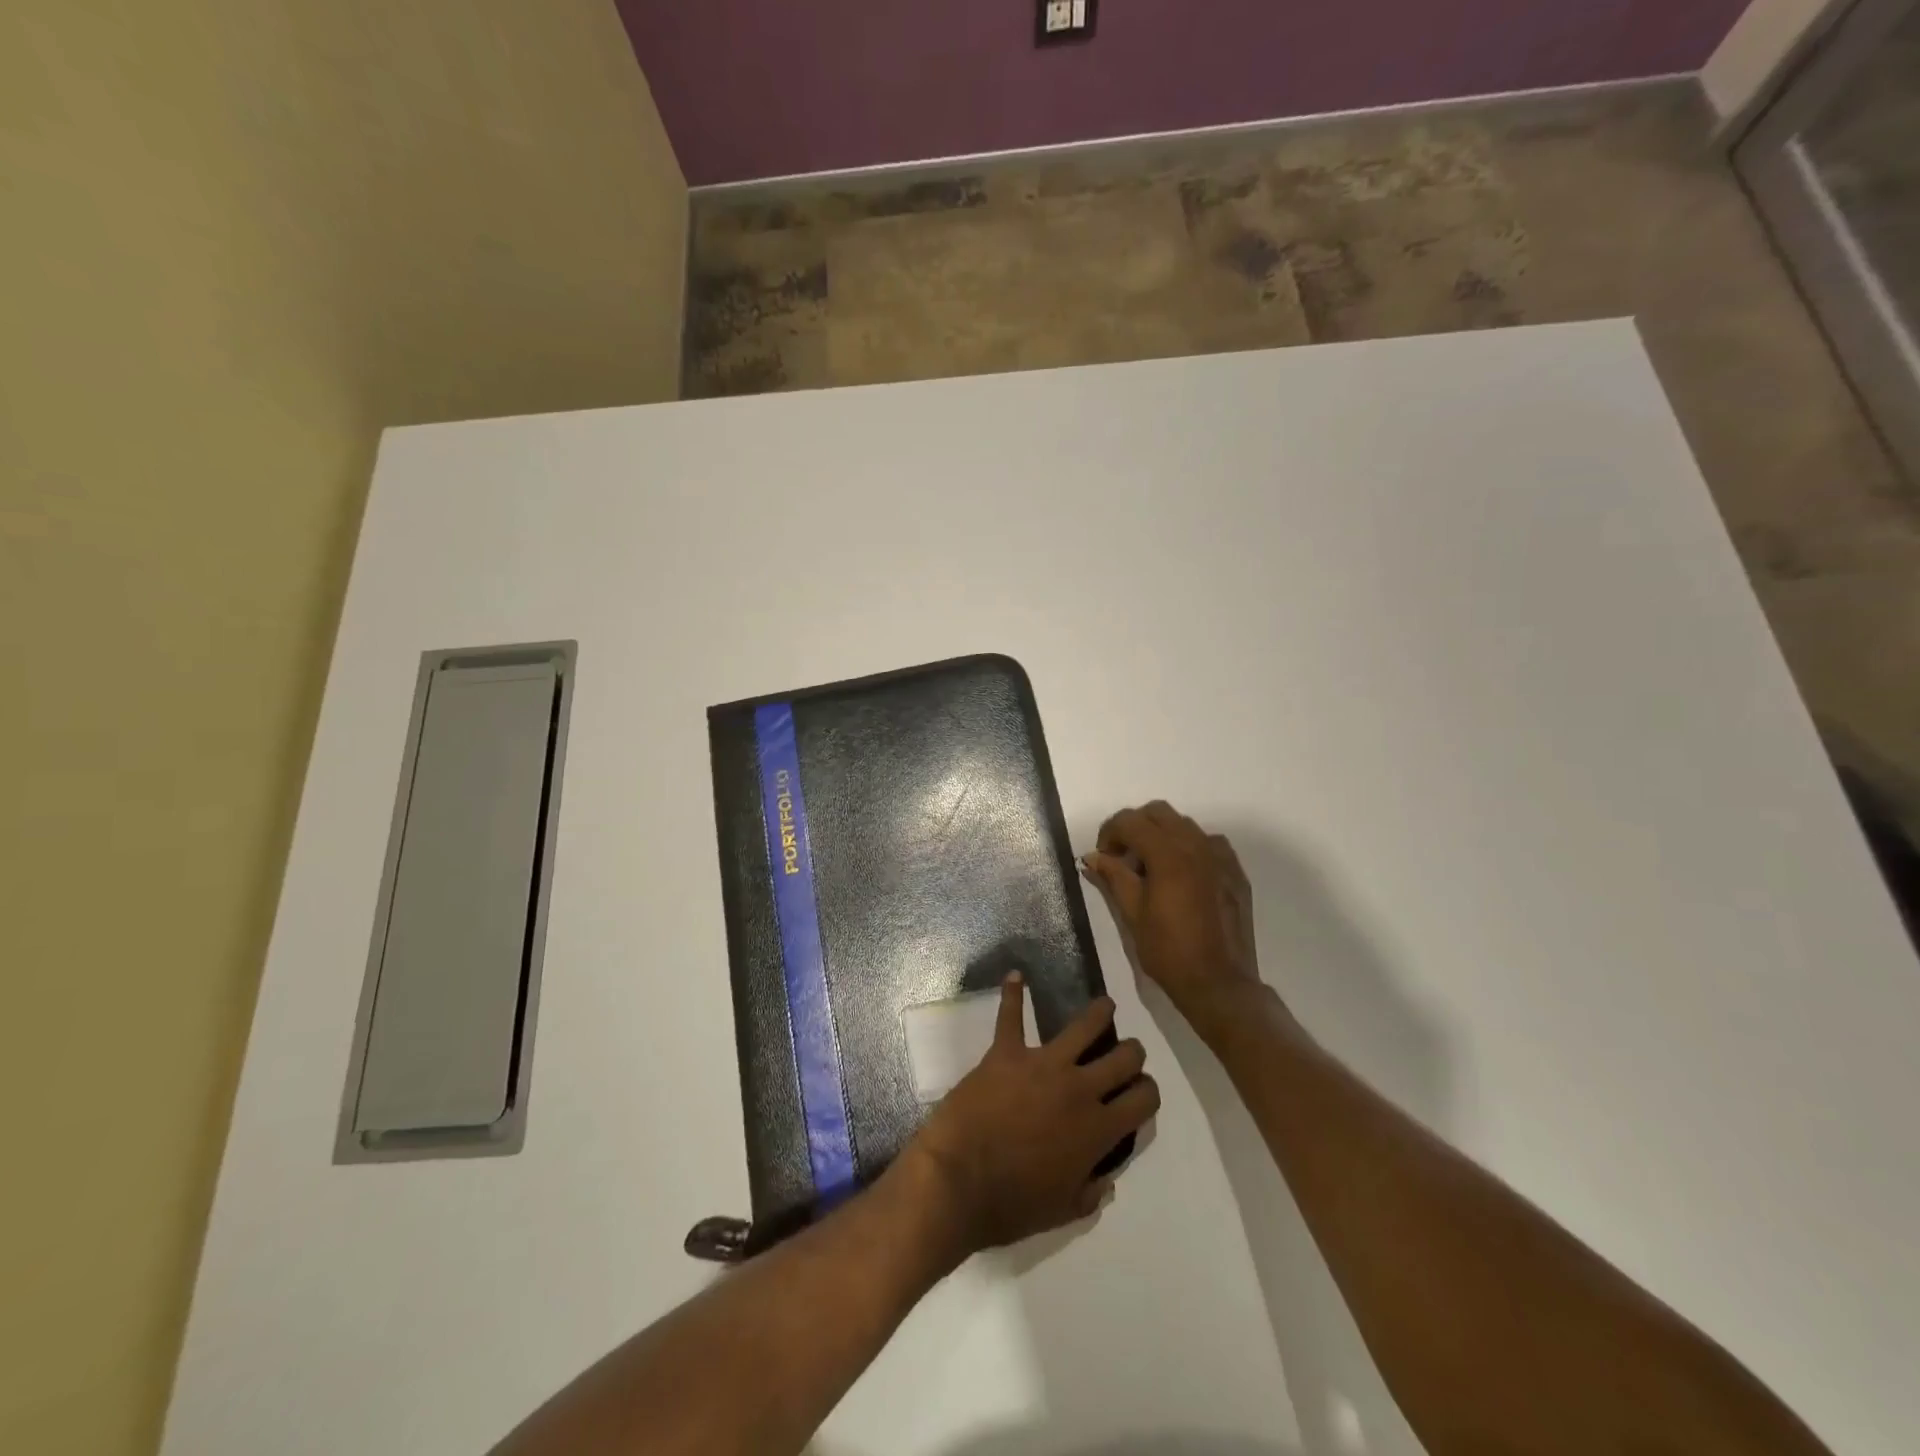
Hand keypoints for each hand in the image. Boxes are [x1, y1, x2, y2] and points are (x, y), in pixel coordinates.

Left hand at [906, 976, 1157, 1256]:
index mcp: (1098, 1130)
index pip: (1144, 1098)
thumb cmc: (1011, 1205)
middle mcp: (1080, 1089)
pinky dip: (1013, 993)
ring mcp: (1043, 1064)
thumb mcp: (1062, 1212)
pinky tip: (1015, 976)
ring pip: (1085, 1025)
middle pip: (1125, 1056)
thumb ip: (1090, 1193)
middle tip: (1125, 1053)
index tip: (1140, 1091)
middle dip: (1132, 1053)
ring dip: (1099, 1012)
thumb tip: (1106, 1178)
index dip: (1148, 1092)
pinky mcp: (1006, 1052)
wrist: (957, 1182)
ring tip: (1104, 1005)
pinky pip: (1011, 1015)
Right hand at [1082, 801, 1267, 1036]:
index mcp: (1168, 854)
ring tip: (1151, 868)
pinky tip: (1181, 876)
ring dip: (1161, 835)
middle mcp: (1197, 845)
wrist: (1220, 984)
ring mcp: (1220, 856)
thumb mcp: (1132, 914)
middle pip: (1158, 813)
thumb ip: (1113, 877)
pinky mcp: (1235, 871)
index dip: (1109, 832)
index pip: (1130, 821)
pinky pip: (1207, 843)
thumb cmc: (1169, 951)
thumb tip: (1093, 856)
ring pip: (1184, 825)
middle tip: (1123, 858)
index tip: (1103, 857)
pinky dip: (1188, 848)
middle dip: (1135, 827)